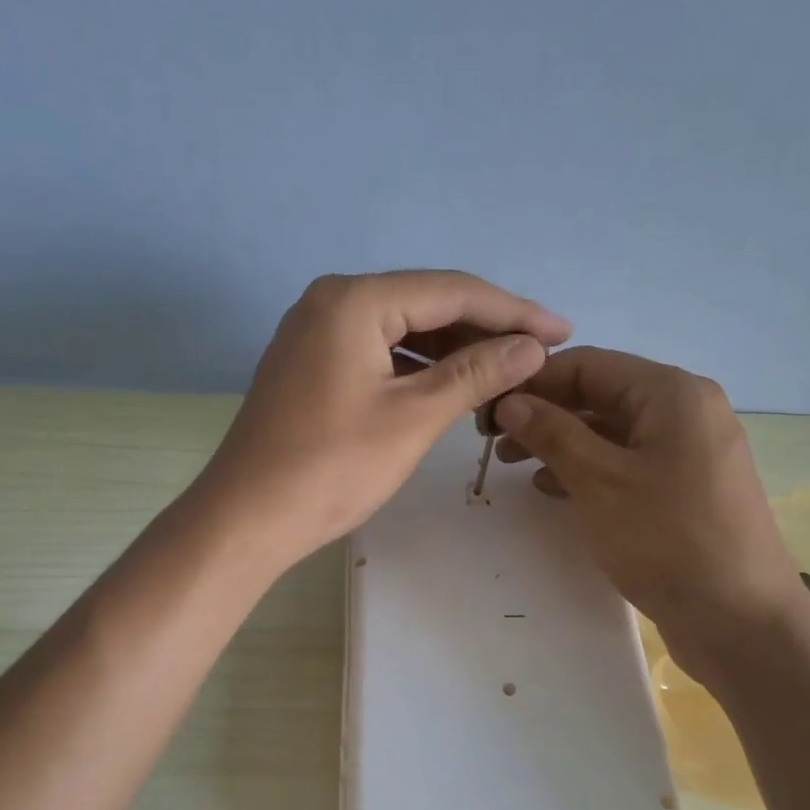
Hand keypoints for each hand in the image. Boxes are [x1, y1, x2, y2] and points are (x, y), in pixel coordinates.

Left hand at [193, 271, 570, 567]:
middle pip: (426, 305)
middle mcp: (332, 302)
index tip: (562, 331)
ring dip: (453, 351)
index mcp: (355, 300)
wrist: (247, 518)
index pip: (451, 291)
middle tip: (539, 355)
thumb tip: (532, 346)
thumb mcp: (413, 417)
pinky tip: (452, 387)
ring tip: (505, 373)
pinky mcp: (311, 365)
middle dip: (485, 330)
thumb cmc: (332, 467)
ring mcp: (316, 333)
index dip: (513, 311)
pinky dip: (418, 368)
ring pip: (402, 331)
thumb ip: (475, 373)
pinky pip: (379, 353)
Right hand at [491, 346, 798, 653]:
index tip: (487, 407)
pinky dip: (589, 468)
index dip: (533, 382)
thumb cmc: (668, 539)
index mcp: (672, 393)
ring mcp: (689, 451)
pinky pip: (628, 462)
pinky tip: (552, 488)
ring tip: (513, 463)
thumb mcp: (600, 481)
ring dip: (561, 442)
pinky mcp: (686, 488)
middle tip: (494, 439)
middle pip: (600, 395)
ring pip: (611, 431)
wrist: (741, 621)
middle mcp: (685, 410)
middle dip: (545, 413)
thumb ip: (552, 433)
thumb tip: (511, 401)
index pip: (588, 365)